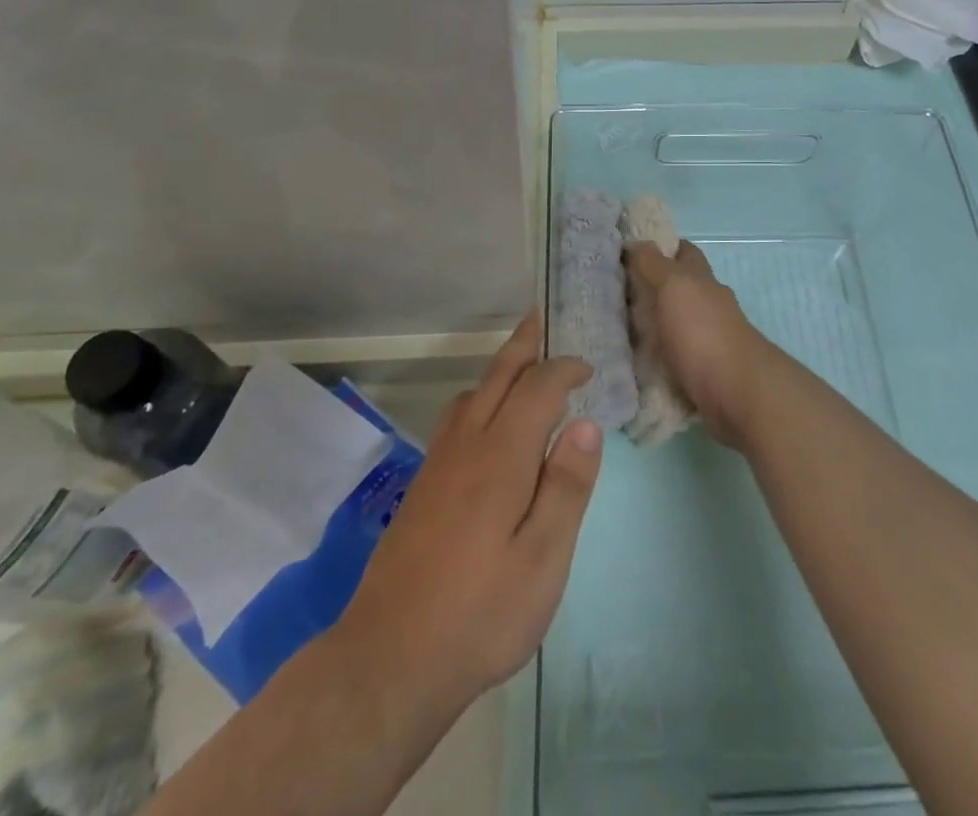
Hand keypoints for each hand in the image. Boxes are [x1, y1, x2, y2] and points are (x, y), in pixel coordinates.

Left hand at [331, 312, 601, 721]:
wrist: (389, 658)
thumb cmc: (481, 613)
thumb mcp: (543, 560)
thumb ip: (566, 487)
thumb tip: (587, 425)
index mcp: (501, 456)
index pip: (538, 389)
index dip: (563, 369)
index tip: (587, 368)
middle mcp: (467, 445)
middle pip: (497, 376)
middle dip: (523, 345)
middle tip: (541, 318)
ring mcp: (438, 464)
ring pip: (470, 394)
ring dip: (499, 370)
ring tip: (521, 366)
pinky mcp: (422, 486)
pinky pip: (455, 418)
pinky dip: (478, 398)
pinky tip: (485, 422)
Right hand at [625, 240, 773, 445]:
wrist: (738, 393)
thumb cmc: (703, 332)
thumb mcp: (674, 286)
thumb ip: (654, 264)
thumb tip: (636, 243)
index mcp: (702, 280)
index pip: (683, 252)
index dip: (660, 247)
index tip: (627, 253)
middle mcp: (708, 306)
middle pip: (678, 290)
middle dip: (649, 290)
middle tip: (610, 295)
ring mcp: (707, 341)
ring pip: (674, 325)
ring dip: (651, 327)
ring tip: (613, 332)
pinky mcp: (703, 374)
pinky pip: (673, 360)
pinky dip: (655, 360)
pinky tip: (632, 366)